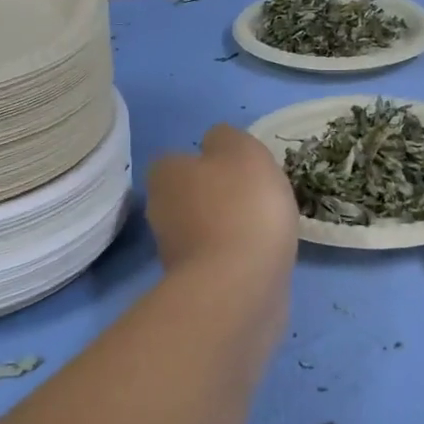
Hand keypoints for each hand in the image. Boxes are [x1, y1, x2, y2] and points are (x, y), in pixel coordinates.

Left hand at [146, 124, 298, 287]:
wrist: (239, 285)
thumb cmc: (241, 205)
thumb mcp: (242, 149)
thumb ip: (226, 138)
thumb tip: (215, 144)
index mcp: (165, 173)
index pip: (178, 160)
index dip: (207, 162)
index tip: (238, 170)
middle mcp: (159, 210)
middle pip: (188, 196)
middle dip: (215, 198)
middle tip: (254, 199)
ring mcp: (173, 253)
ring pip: (201, 230)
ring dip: (226, 230)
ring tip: (264, 231)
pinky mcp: (193, 285)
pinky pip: (216, 261)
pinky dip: (234, 258)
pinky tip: (260, 259)